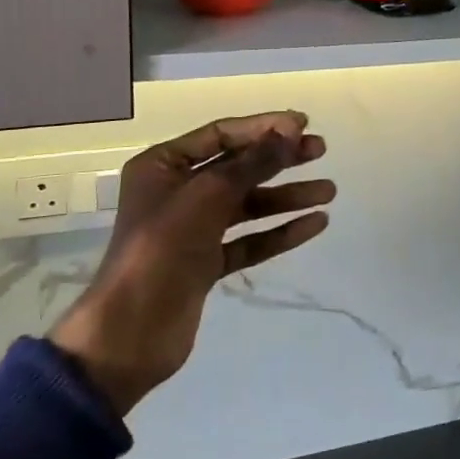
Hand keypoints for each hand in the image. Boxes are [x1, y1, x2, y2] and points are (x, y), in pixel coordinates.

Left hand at [51, 112, 334, 415]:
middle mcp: (177, 191)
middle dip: (280, 159)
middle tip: (321, 151)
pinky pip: (248, 240)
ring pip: (247, 205)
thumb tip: (291, 129)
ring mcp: (192, 229)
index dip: (263, 127)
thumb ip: (253, 161)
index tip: (303, 124)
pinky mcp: (206, 263)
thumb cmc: (163, 247)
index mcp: (163, 165)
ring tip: (328, 192)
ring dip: (286, 197)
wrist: (131, 333)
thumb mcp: (209, 194)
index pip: (221, 134)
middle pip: (238, 167)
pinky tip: (314, 224)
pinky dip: (279, 232)